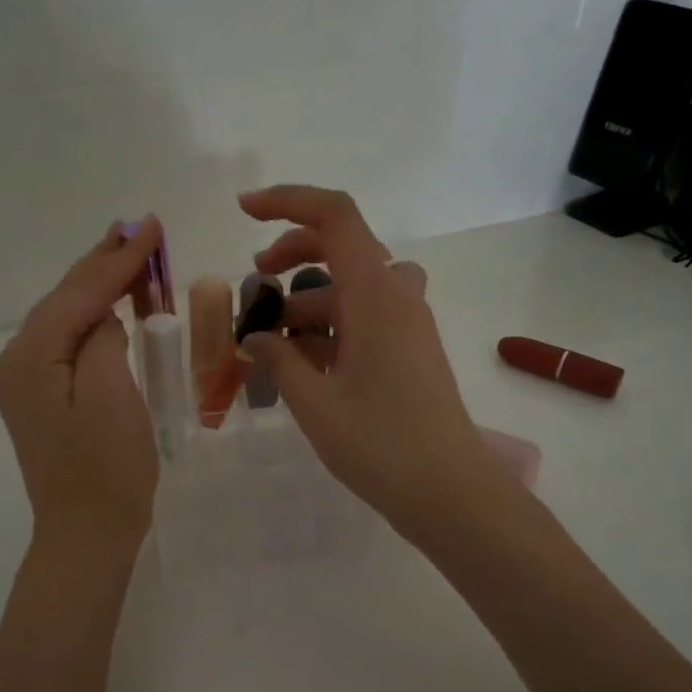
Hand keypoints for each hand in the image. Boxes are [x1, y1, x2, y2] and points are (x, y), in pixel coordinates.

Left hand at [0, 219, 161, 546]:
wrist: (86, 533)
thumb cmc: (106, 470)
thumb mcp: (112, 396)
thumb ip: (102, 339)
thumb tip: (103, 314)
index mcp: (29, 357)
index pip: (79, 294)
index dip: (117, 258)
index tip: (151, 225)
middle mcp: (15, 360)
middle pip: (64, 298)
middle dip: (104, 262)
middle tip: (141, 227)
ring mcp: (24, 380)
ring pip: (65, 316)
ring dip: (100, 286)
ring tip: (131, 253)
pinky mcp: (40, 395)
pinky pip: (67, 341)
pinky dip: (93, 316)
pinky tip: (112, 304)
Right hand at [238, 186, 510, 537]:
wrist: (449, 491)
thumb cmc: (380, 444)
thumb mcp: (314, 402)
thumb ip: (278, 360)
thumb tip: (255, 338)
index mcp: (374, 294)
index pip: (334, 216)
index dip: (287, 201)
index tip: (243, 213)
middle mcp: (396, 297)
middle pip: (342, 246)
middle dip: (292, 255)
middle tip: (255, 284)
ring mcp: (408, 324)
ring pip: (352, 287)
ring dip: (309, 302)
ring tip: (270, 344)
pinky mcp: (411, 350)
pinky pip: (366, 318)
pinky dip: (331, 327)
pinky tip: (304, 366)